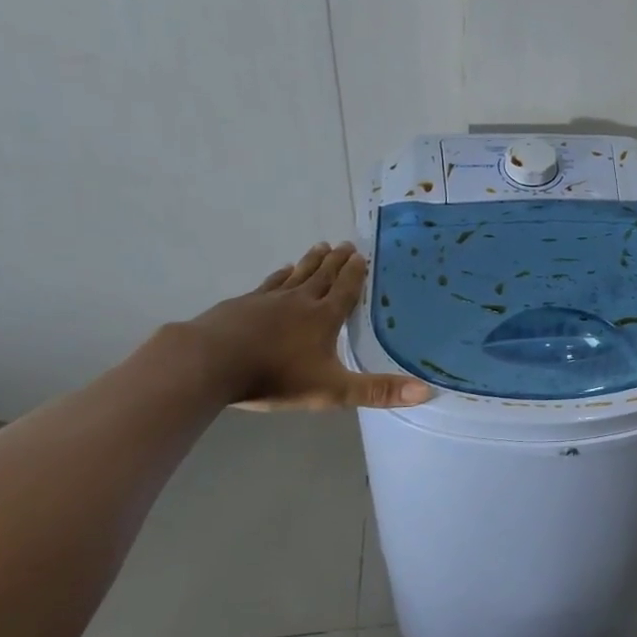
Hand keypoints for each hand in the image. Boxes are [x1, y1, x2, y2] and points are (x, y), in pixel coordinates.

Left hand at [184, 243, 431, 410]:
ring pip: (296, 275)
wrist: (211, 363)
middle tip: (346, 243)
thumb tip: (426, 392)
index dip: (355, 274)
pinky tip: (281, 270)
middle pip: (323, 276)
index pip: (345, 290)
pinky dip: (280, 275)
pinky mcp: (242, 305)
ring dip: (311, 261)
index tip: (362, 255)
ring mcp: (268, 300)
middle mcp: (300, 301)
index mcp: (324, 318)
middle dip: (337, 261)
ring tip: (319, 246)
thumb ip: (377, 392)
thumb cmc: (275, 376)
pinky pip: (269, 284)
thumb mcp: (333, 390)